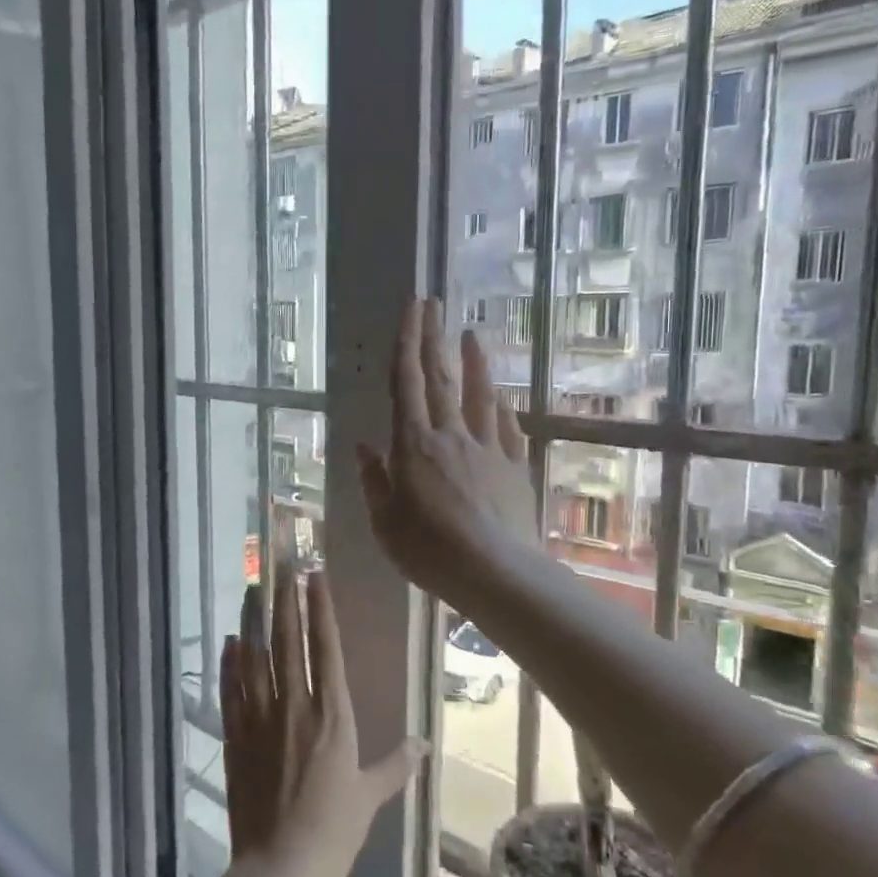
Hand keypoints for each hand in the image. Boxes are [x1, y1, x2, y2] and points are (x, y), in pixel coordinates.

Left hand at [220, 565, 424, 876]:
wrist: (279, 869)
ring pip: (255, 658)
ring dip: (254, 621)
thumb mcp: (371, 797)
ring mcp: (260, 719)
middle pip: (288, 642)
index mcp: (332, 716)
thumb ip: (395, 765)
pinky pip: (231, 690)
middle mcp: (295, 707)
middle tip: (281, 565)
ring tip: (253, 588)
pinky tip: (231, 641)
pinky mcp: (235, 737)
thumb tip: (423, 744)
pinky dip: (230, 663)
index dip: (320, 609)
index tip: (314, 576)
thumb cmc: (333, 832)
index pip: (325, 649)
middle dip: (285, 600)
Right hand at [357, 298, 540, 604]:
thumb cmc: (429, 551)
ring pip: (479, 396)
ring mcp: (486, 449)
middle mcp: (450, 436)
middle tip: (433, 303)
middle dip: (434, 338)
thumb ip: (374, 480)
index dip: (407, 343)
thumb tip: (364, 447)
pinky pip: (506, 430)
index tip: (411, 309)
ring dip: (475, 363)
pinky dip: (501, 409)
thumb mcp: (385, 522)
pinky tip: (501, 397)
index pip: (407, 383)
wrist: (494, 572)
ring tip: (472, 334)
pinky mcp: (513, 468)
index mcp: (413, 446)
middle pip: (441, 379)